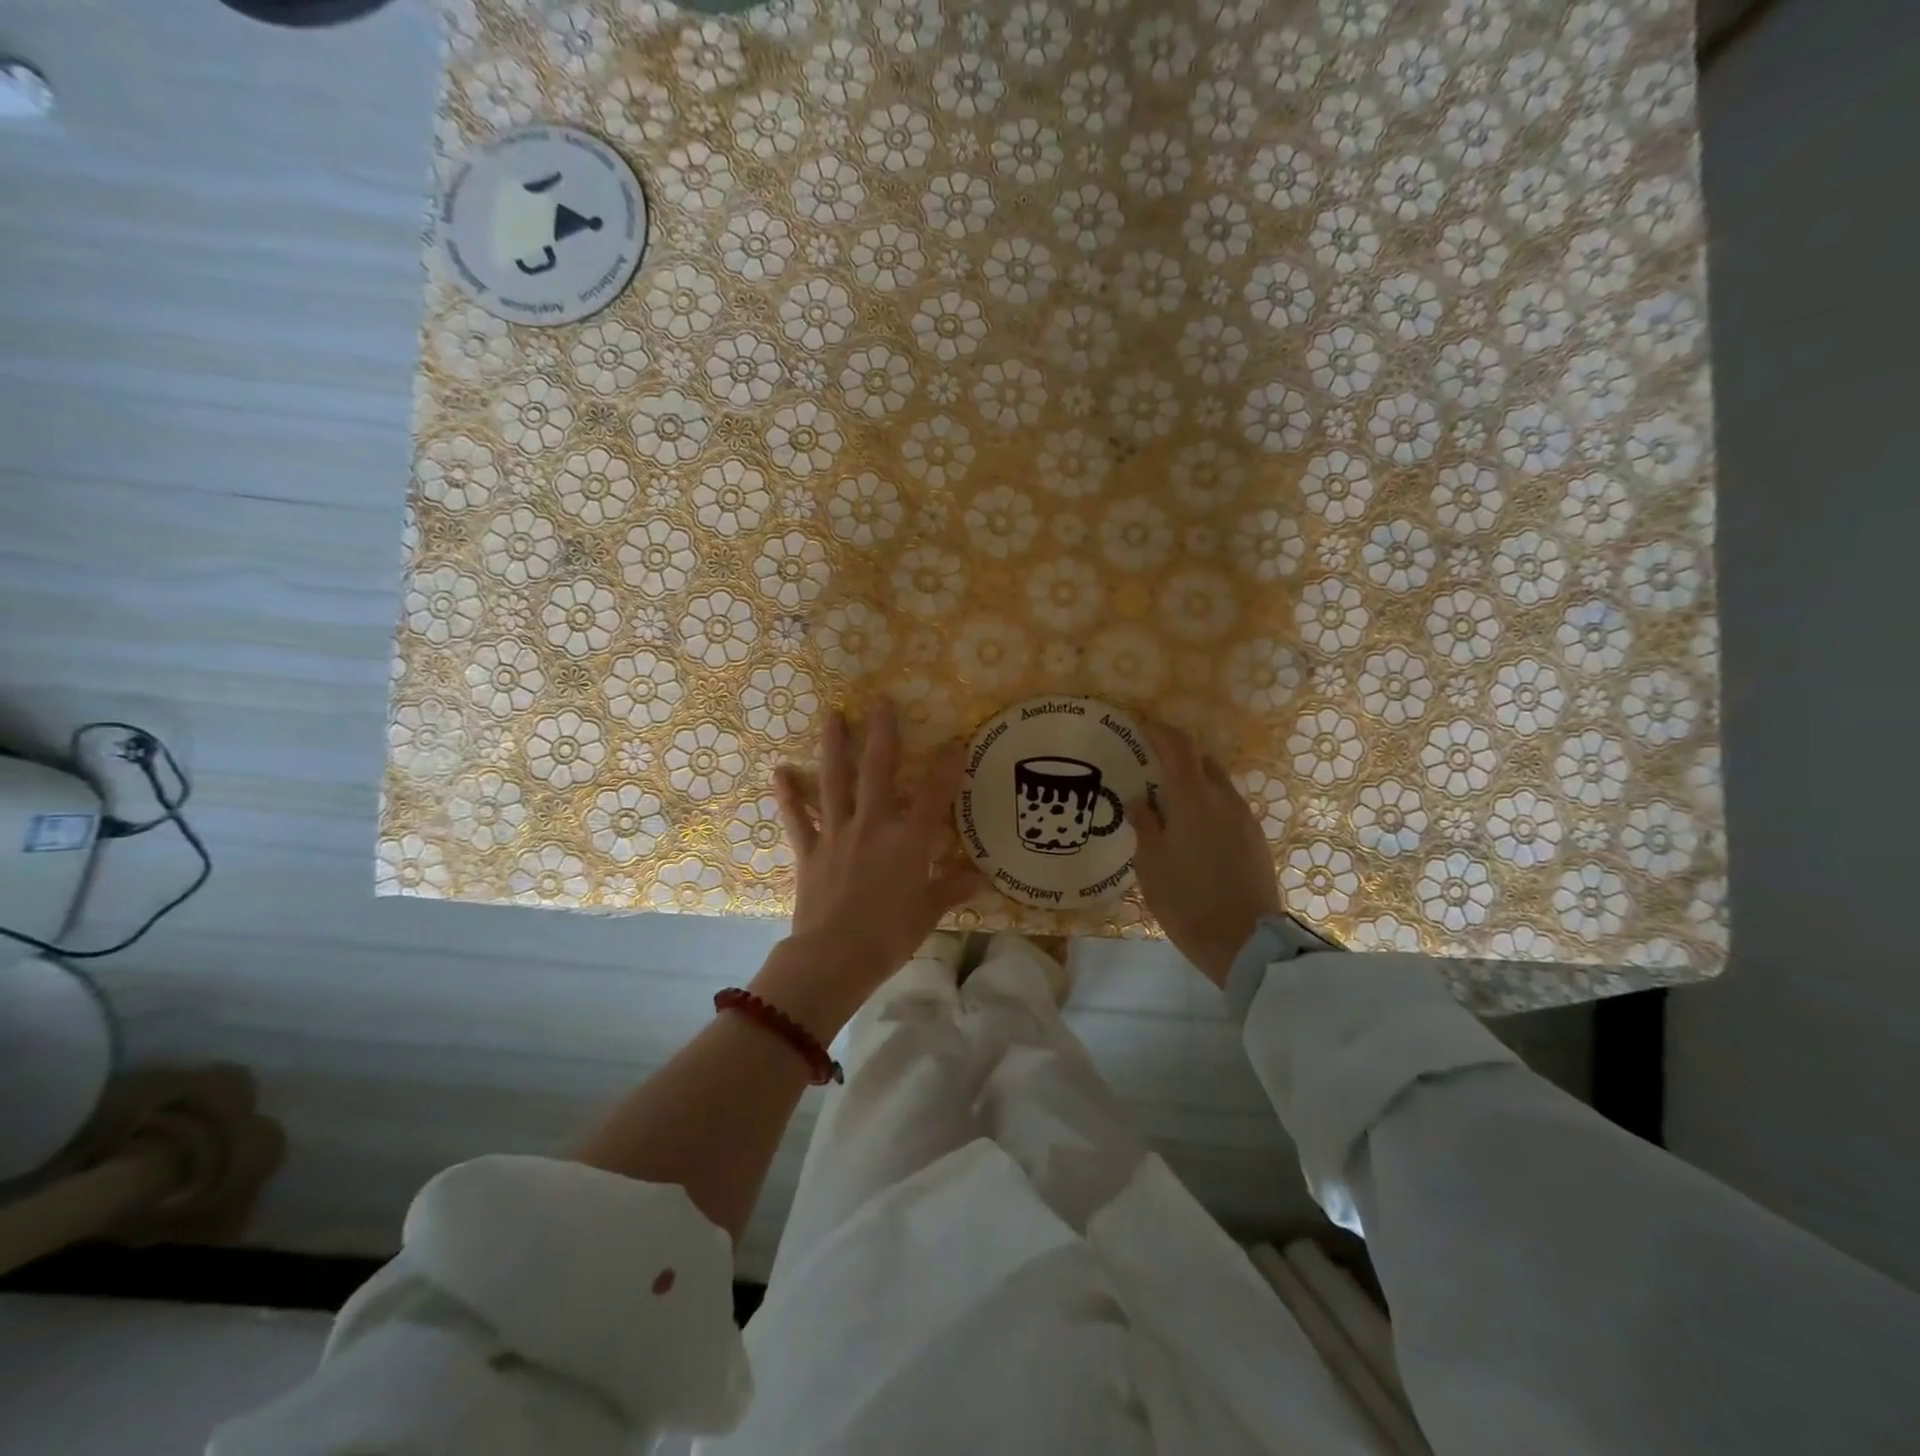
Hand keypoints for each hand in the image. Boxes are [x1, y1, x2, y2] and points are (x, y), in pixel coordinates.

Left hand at [761, 700, 982, 1034]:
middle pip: (878, 770)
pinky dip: (788, 796)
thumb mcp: (929, 911)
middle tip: (880, 700)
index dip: (948, 765)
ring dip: (834, 746)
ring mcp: (838, 834)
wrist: (834, 958)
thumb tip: (983, 878)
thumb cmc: (890, 935)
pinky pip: (798, 818)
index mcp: (908, 840)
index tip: (956, 740)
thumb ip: (953, 888)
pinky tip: (779, 772)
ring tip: (832, 715)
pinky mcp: (810, 851)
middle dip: (882, 733)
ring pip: (835, 782)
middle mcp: (873, 825)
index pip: (934, 793)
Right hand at [1124, 724, 1281, 988]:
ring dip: (1195, 785)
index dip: (1161, 734)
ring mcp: (1245, 820)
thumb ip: (1144, 825)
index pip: (1179, 748)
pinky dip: (1209, 807)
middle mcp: (1224, 800)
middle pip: (1203, 762)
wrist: (1245, 942)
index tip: (1142, 731)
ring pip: (1218, 786)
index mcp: (1194, 799)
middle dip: (1178, 758)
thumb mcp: (1151, 864)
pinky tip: (1194, 832)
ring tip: (1170, 806)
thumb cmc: (1187, 900)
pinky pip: (1229, 809)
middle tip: (1151, 771)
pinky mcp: (1256, 840)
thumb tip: (1139, 801)